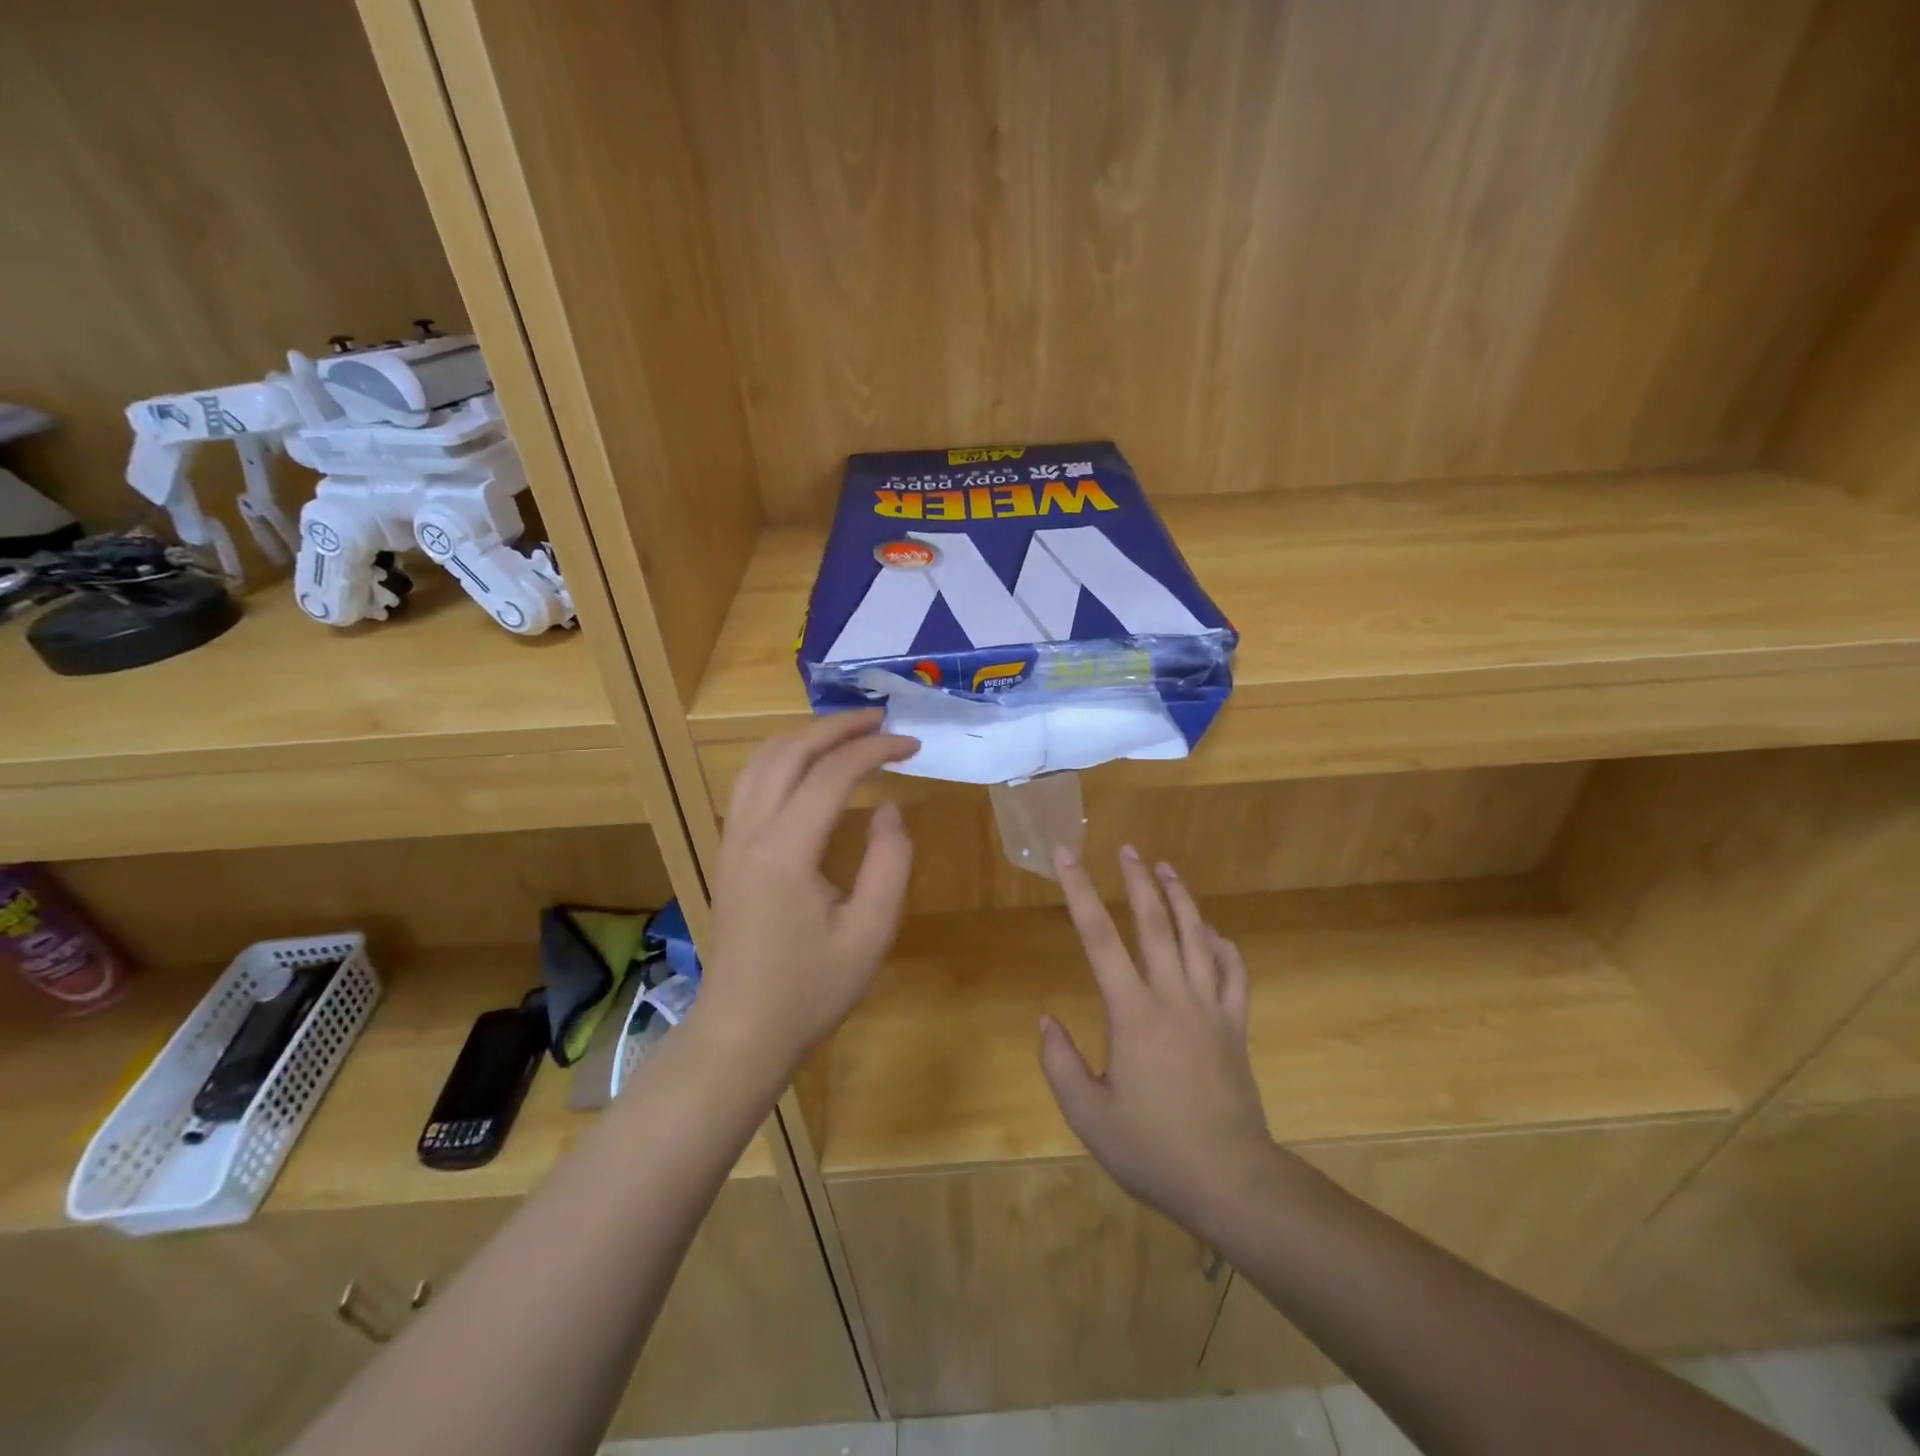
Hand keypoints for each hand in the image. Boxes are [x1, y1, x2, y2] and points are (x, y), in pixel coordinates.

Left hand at [695, 710, 917, 1069]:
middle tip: (881, 721)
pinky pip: (748, 784)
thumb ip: (888, 863)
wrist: (742, 1032)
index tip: (912, 745)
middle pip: (788, 752)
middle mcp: (750, 833)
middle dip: (836, 727)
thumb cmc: (811, 990)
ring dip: (804, 737)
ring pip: (759, 761)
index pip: (831, 774)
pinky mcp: (727, 853)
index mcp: (785, 852)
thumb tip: (890, 808)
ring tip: (847, 733)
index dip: (874, 750)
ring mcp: (731, 841)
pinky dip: (781, 758)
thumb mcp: (870, 933)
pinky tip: (805, 767)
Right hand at [1039, 845, 1273, 1232]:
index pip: (1099, 938)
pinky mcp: (1235, 1026)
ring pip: (1197, 937)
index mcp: (1133, 1013)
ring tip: (1167, 868)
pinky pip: (1232, 972)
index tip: (1067, 856)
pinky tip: (1211, 932)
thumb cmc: (1154, 1150)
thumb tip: (1046, 1021)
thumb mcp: (1089, 1117)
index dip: (1079, 892)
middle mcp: (1173, 997)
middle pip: (1155, 923)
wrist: (1232, 1182)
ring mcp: (1211, 1008)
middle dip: (1138, 881)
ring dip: (1181, 898)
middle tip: (1127, 849)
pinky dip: (1222, 944)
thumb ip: (1060, 1064)